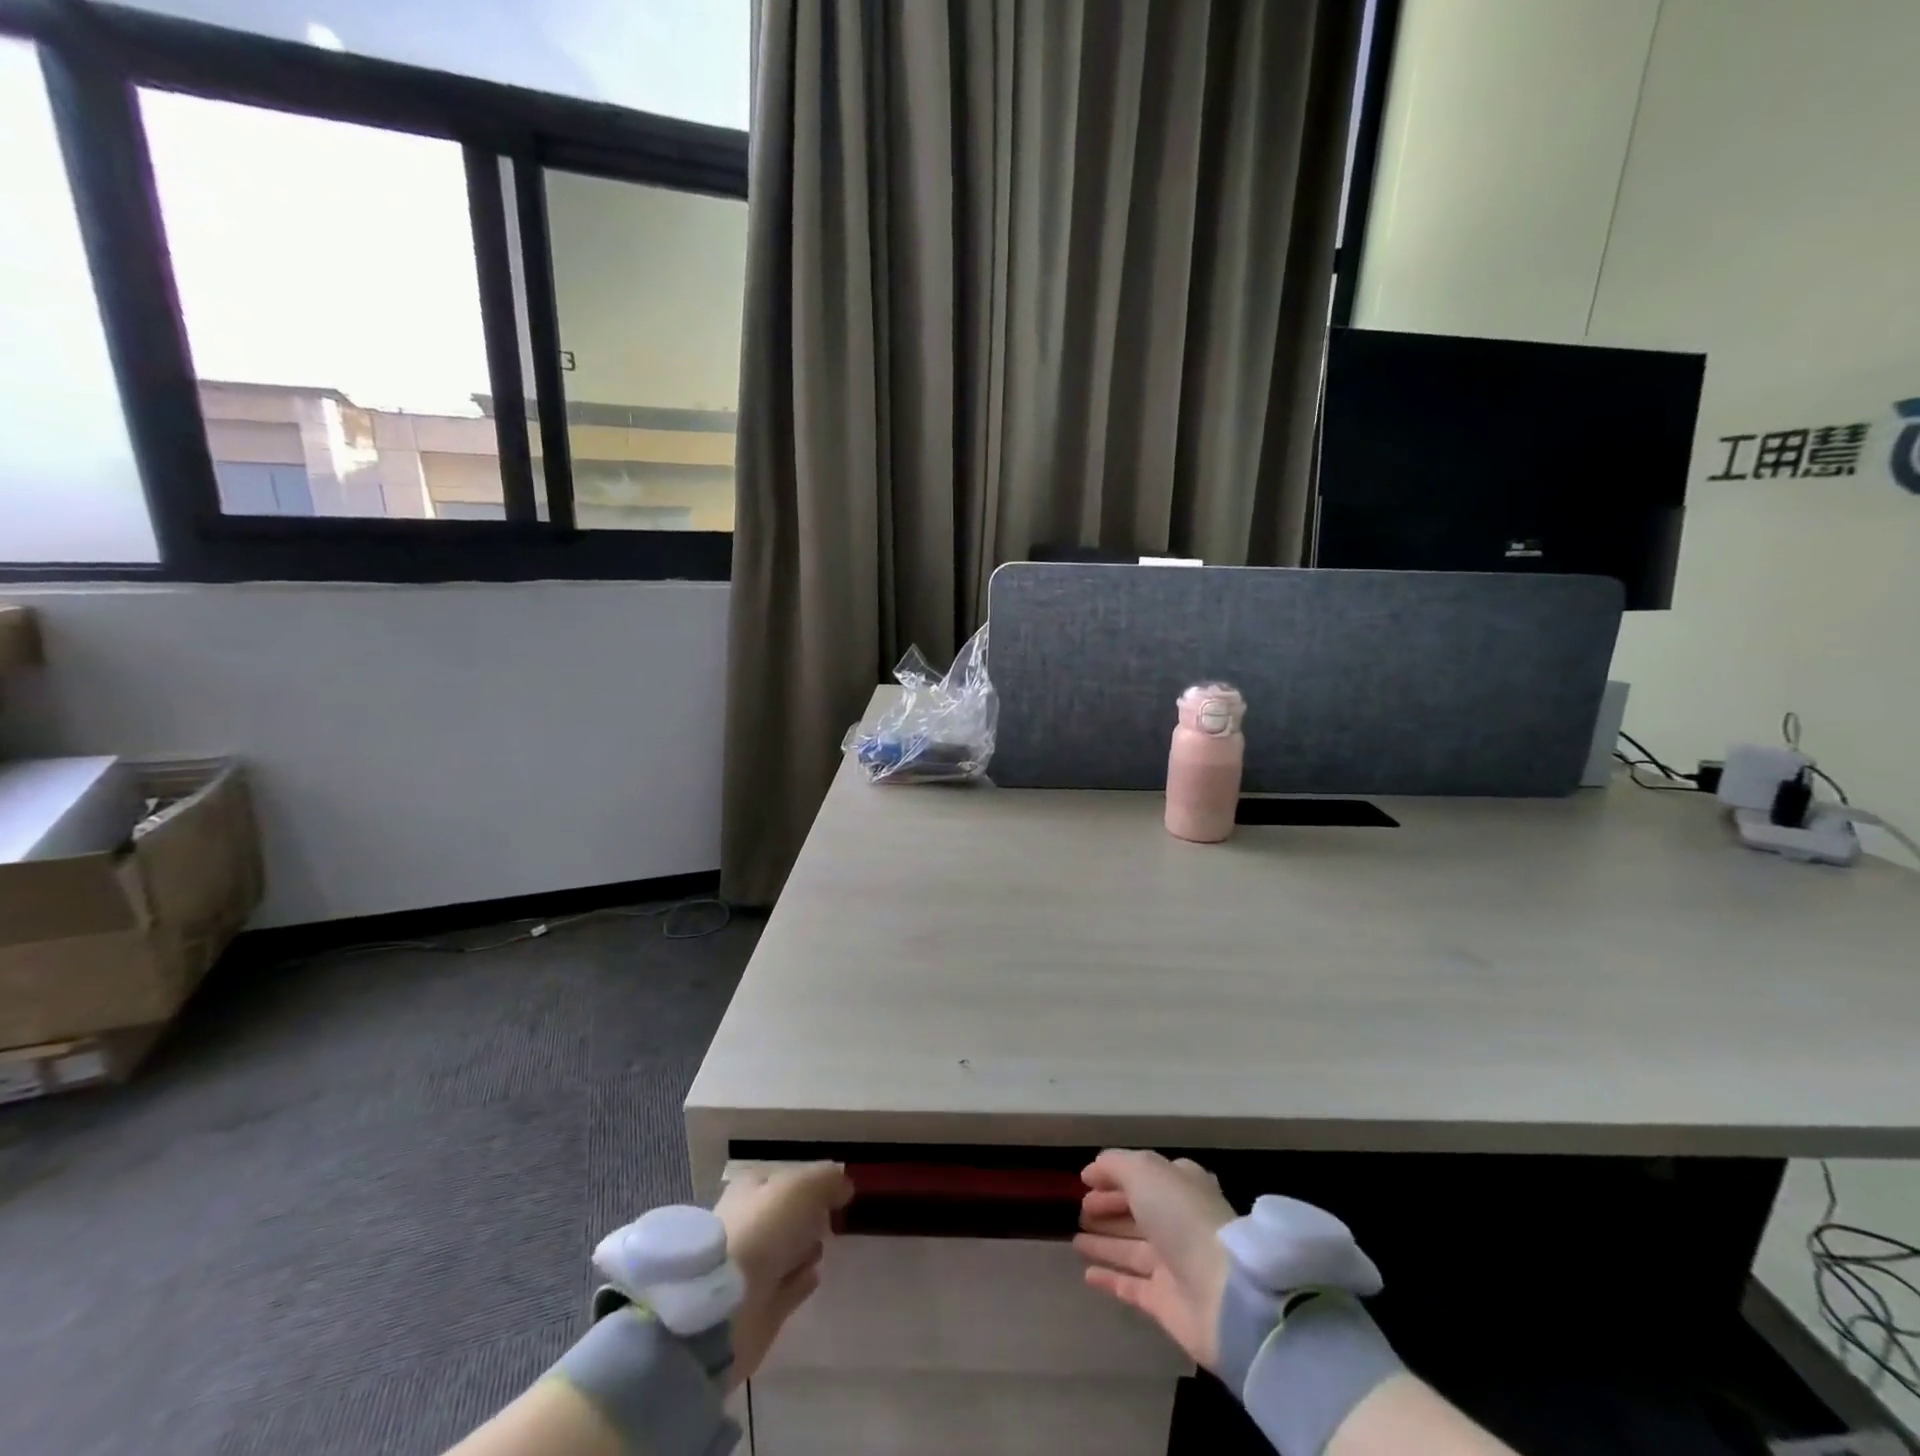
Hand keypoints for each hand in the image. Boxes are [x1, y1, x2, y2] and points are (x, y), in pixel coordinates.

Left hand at [714, 1162, 852, 1385]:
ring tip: (825, 1244)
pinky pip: (787, 1287)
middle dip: (806, 1216)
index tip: (835, 1188)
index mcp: (750, 1190)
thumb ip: (828, 1181)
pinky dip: (801, 1281)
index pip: (782, 1178)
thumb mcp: (803, 1188)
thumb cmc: (763, 1230)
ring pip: (786, 1251)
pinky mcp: (759, 1307)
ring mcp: (751, 1268)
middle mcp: (748, 1225)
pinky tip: (815, 1274)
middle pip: (784, 1216)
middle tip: (831, 1216)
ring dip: (804, 1247)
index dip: (807, 1181)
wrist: (726, 1306)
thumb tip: (844, 1186)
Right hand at [1073, 1149, 1236, 1368]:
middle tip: (1080, 1209)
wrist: (1223, 1295)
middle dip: (1108, 1208)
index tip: (1085, 1181)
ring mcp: (1173, 1263)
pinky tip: (1086, 1274)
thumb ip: (1115, 1165)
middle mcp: (1177, 1221)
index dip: (1114, 1176)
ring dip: (1104, 1243)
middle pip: (1136, 1211)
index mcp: (1180, 1186)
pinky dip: (1110, 1278)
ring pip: (1131, 1248)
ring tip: (1074, 1239)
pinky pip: (1131, 1286)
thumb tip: (1093, 1170)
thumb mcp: (1144, 1172)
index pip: (1142, 1175)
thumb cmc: (1182, 1218)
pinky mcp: (1166, 1302)